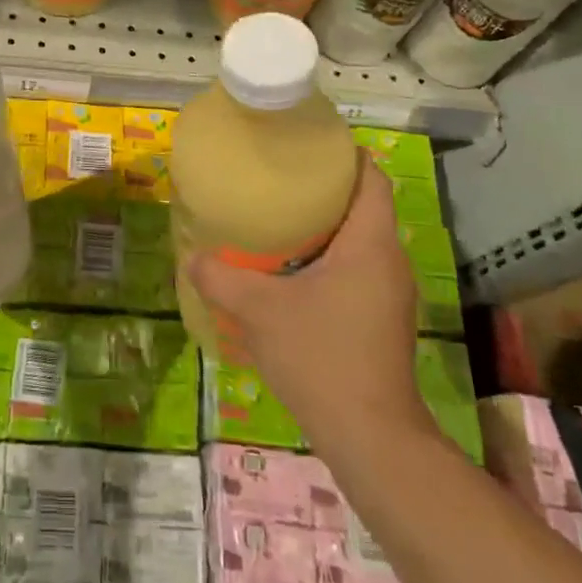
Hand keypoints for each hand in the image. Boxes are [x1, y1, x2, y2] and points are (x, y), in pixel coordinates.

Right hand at [186, 157, 431, 450]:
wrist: (370, 437)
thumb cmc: (321, 357)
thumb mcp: (258, 311)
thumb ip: (219, 277)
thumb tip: (192, 256)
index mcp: (370, 244)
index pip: (372, 178)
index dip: (345, 155)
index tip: (307, 145)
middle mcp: (389, 261)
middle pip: (363, 207)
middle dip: (323, 190)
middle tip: (277, 180)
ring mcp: (389, 293)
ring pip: (359, 241)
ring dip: (324, 228)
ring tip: (277, 221)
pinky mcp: (382, 320)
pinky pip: (356, 270)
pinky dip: (328, 259)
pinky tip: (290, 273)